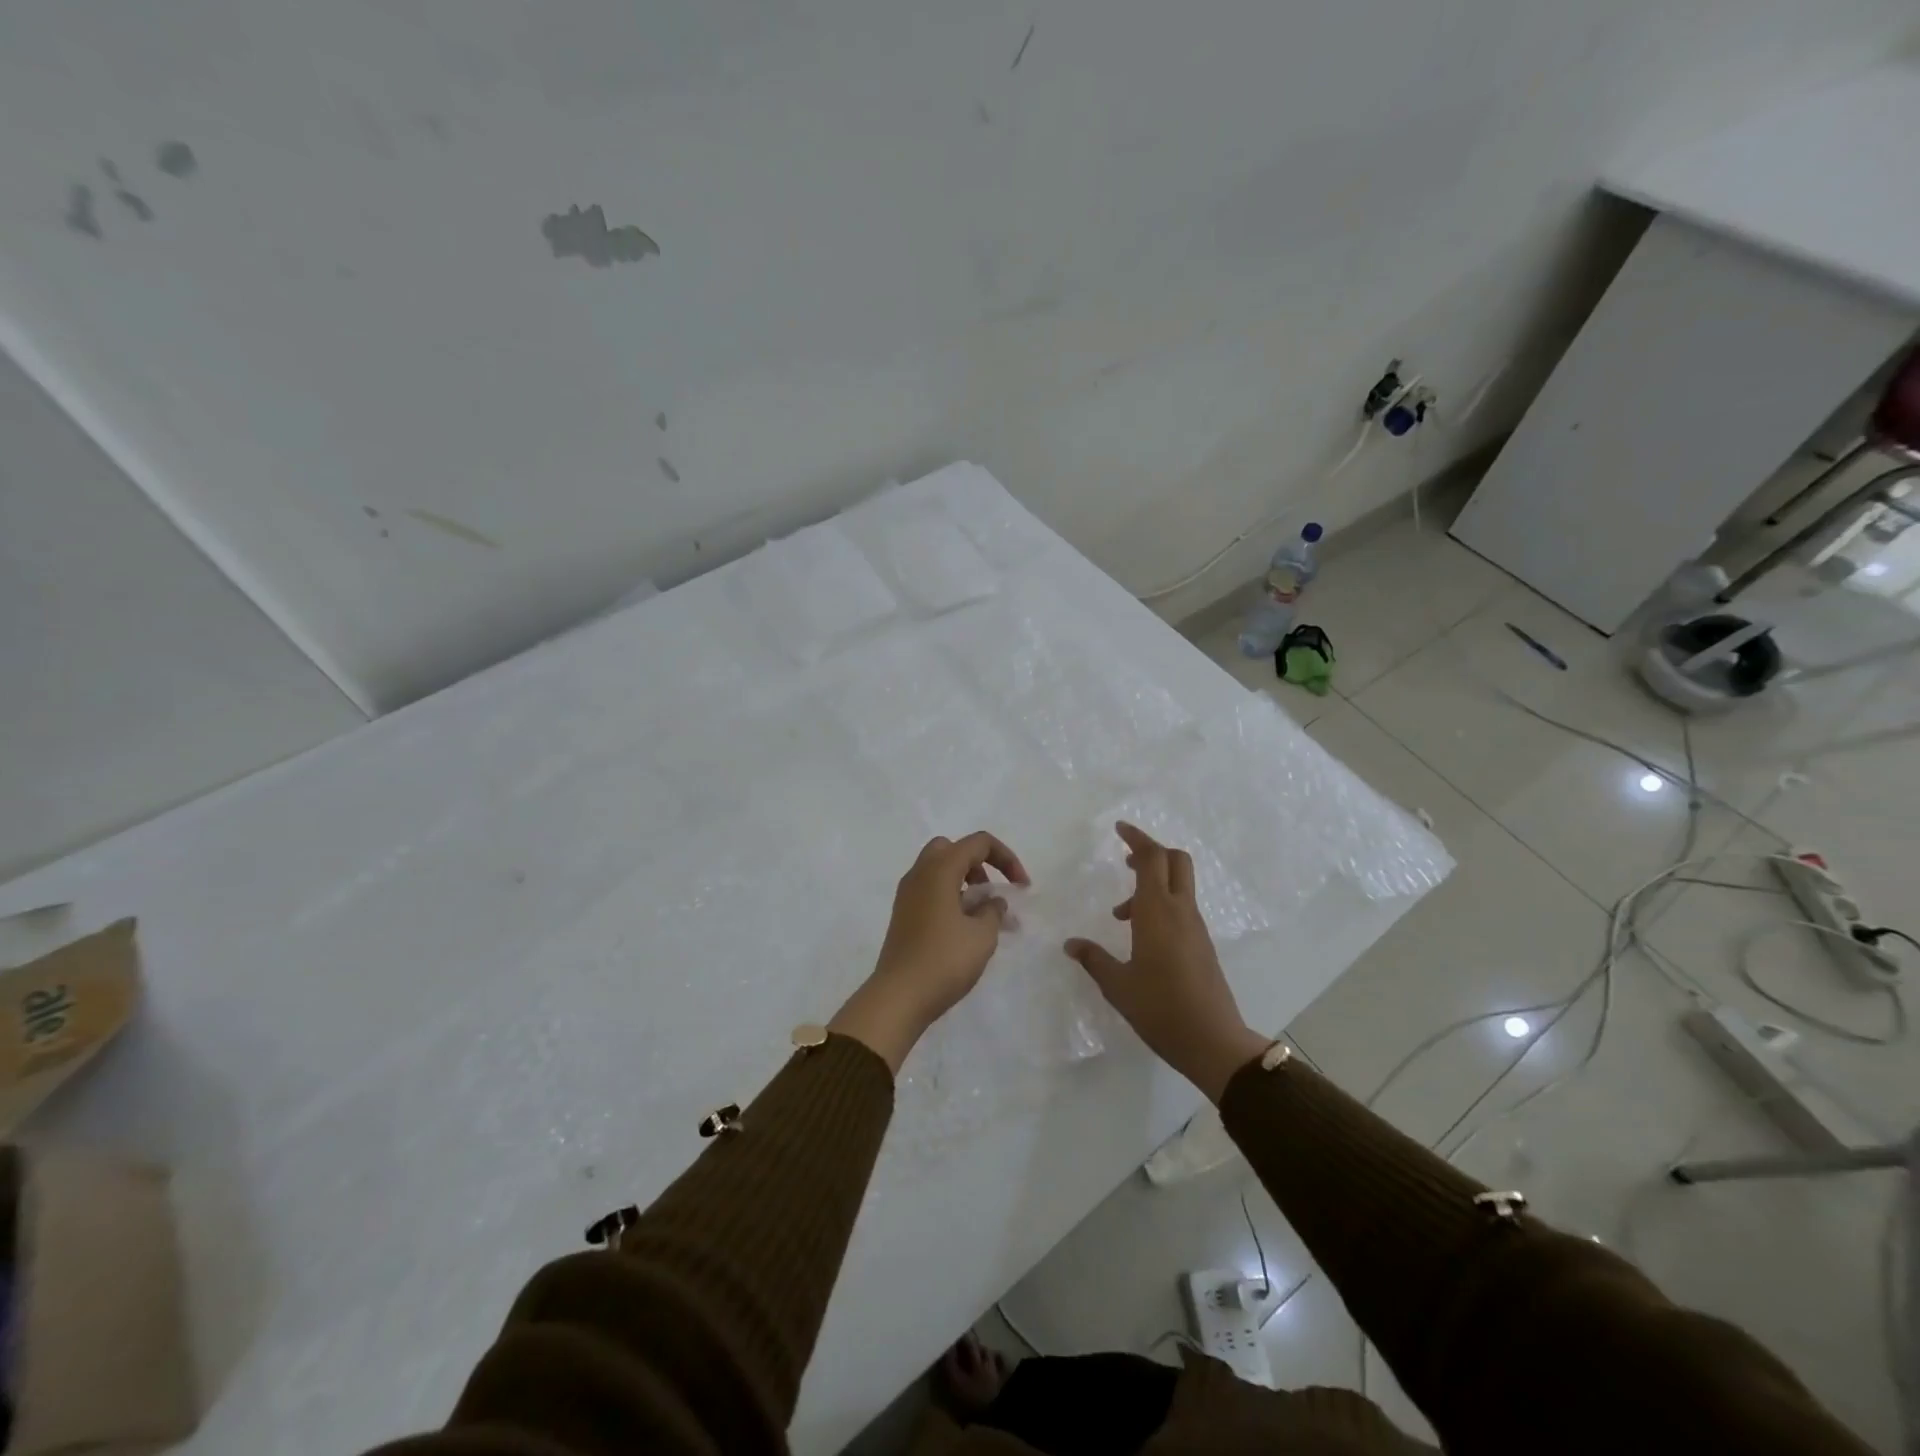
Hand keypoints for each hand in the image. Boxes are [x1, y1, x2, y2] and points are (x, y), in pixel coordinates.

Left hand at [829, 832, 1028, 1072]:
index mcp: (939, 870)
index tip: (1021, 887)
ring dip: (965, 882)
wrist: (899, 997)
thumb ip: (993, 910)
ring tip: (985, 916)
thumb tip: (992, 901)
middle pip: (952, 849)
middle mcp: (919, 874)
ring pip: (939, 870)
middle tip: (992, 891)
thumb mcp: (982, 935)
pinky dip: (951, 897)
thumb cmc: (944, 960)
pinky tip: (965, 928)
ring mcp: (907, 894)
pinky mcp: (904, 915)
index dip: (1006, 858)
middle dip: (978, 863)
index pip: (978, 843)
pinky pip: (931, 891)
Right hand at [1065, 823, 1269, 1101]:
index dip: (1137, 838)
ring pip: (1179, 885)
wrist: (1213, 1042)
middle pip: (1175, 860)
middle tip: (1125, 862)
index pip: (1152, 858)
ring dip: (1152, 884)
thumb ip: (1094, 959)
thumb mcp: (1118, 985)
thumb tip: (1071, 944)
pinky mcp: (1202, 944)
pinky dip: (1161, 905)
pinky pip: (1182, 907)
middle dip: (1151, 852)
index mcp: (1158, 912)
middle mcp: (1181, 911)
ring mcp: (1196, 927)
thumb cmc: (1161, 1009)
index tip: (1119, 829)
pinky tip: (1142, 937)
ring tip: (1121, 916)